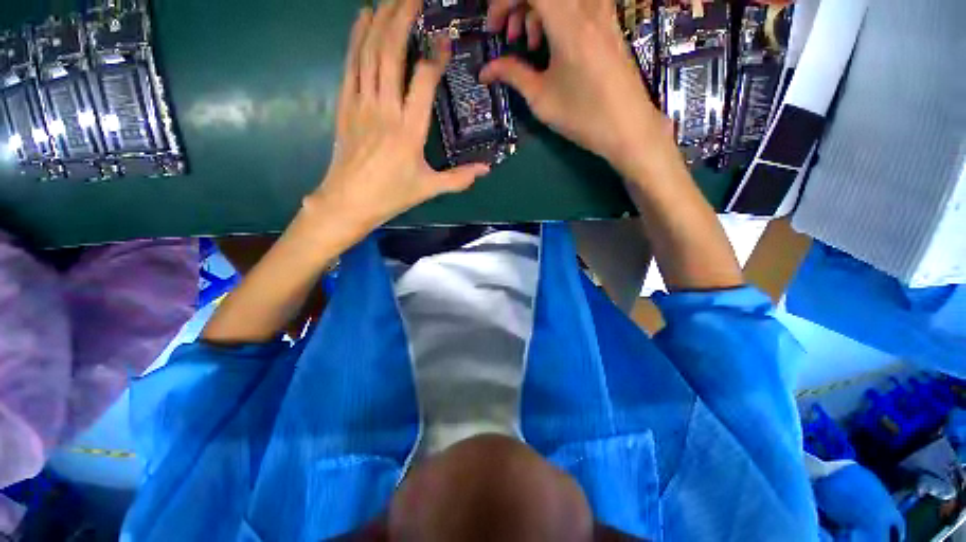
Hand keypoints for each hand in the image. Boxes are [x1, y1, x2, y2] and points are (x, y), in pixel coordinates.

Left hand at [307, 0, 489, 235]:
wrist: (349, 200)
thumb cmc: (392, 195)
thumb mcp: (429, 188)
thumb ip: (459, 178)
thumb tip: (486, 170)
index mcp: (409, 130)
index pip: (422, 80)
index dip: (435, 56)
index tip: (444, 39)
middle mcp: (385, 109)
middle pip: (391, 53)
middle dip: (402, 17)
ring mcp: (362, 104)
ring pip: (369, 53)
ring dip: (380, 20)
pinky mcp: (346, 105)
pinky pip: (351, 64)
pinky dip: (356, 38)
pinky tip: (362, 18)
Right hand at [481, 0, 671, 175]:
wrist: (628, 127)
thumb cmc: (583, 116)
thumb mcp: (542, 99)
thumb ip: (512, 75)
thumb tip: (486, 70)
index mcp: (568, 22)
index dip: (504, 2)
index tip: (494, 30)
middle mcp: (588, 7)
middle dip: (519, 6)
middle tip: (511, 39)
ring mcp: (602, 12)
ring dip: (538, 11)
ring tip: (532, 46)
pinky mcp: (609, 23)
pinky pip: (577, 4)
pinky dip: (557, 16)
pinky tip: (554, 46)